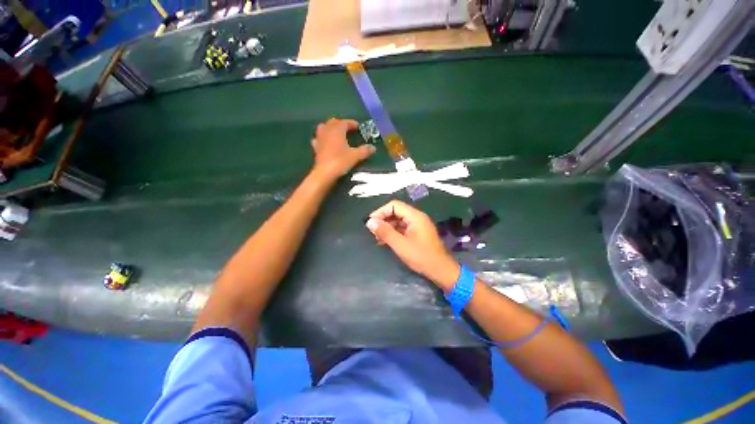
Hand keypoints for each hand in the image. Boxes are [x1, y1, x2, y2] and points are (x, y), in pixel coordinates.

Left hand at [311, 118, 375, 179]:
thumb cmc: (341, 161)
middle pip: (332, 122)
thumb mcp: (355, 156)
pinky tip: (326, 143)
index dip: (351, 123)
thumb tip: (373, 148)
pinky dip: (323, 138)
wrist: (325, 173)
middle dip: (340, 124)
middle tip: (348, 129)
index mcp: (337, 130)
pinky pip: (319, 139)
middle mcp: (327, 131)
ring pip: (323, 128)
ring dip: (330, 128)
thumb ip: (364, 151)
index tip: (357, 126)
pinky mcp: (316, 148)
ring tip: (336, 134)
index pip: (344, 122)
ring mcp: (320, 139)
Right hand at [365, 200, 460, 289]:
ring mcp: (418, 226)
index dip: (381, 212)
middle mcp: (417, 217)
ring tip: (377, 238)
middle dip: (383, 220)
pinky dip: (393, 233)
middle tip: (372, 232)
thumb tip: (370, 222)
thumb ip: (385, 232)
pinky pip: (402, 228)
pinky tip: (385, 241)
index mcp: (415, 216)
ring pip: (398, 221)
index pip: (394, 205)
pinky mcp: (417, 234)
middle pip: (396, 212)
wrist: (441, 271)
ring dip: (387, 227)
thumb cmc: (421, 257)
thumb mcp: (400, 245)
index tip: (370, 222)